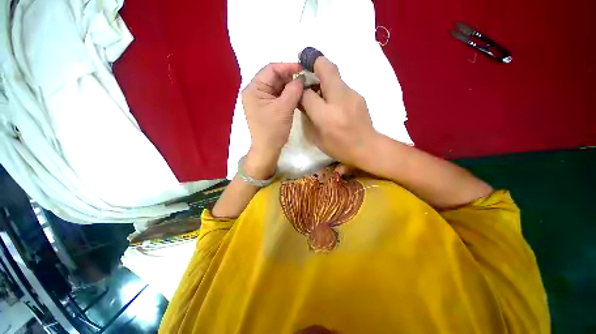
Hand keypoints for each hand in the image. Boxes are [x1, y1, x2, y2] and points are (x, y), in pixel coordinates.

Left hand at [242, 63, 303, 177]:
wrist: (267, 149)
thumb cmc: (273, 130)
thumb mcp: (284, 108)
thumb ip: (293, 90)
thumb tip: (301, 78)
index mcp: (254, 89)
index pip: (271, 69)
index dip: (288, 66)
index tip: (303, 69)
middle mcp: (255, 91)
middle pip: (273, 77)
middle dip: (289, 77)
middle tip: (305, 78)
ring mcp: (260, 100)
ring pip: (276, 87)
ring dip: (289, 86)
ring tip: (303, 86)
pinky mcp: (266, 107)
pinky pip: (277, 96)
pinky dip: (287, 94)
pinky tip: (297, 95)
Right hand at [300, 57, 379, 167]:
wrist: (367, 147)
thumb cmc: (339, 148)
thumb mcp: (317, 138)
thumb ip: (308, 117)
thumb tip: (302, 101)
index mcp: (326, 117)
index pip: (307, 94)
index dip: (300, 90)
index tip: (297, 89)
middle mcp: (340, 101)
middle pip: (326, 69)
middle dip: (314, 61)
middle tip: (305, 61)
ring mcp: (352, 95)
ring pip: (335, 74)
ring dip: (323, 75)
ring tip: (317, 86)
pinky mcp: (359, 94)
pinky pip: (341, 84)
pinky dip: (332, 86)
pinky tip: (331, 98)